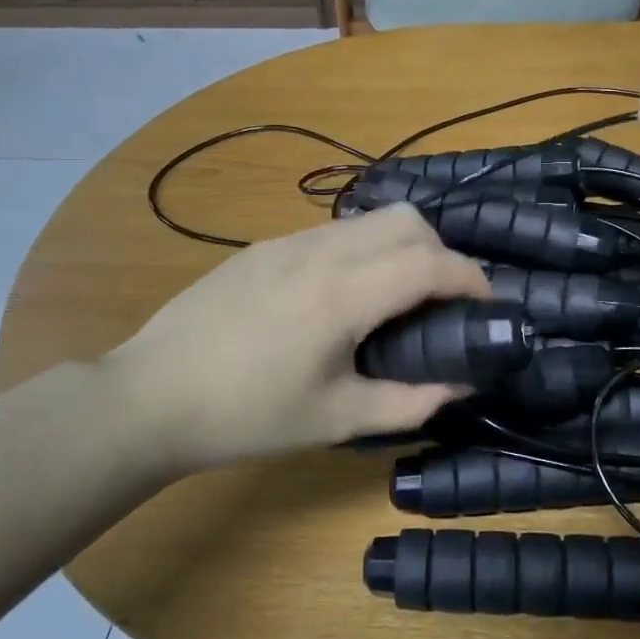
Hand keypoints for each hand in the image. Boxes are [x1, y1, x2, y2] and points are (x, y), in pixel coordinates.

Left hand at [103, 204, 491, 471]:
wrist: (152, 395)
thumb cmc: (248, 415)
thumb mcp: (336, 419)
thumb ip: (410, 401)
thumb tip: (462, 381)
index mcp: (344, 294)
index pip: (432, 263)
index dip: (472, 278)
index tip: (487, 304)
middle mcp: (322, 252)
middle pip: (409, 221)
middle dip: (442, 252)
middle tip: (441, 300)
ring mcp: (289, 242)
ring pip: (371, 220)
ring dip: (402, 246)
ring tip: (396, 296)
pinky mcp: (265, 246)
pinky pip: (334, 231)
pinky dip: (364, 249)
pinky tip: (344, 295)